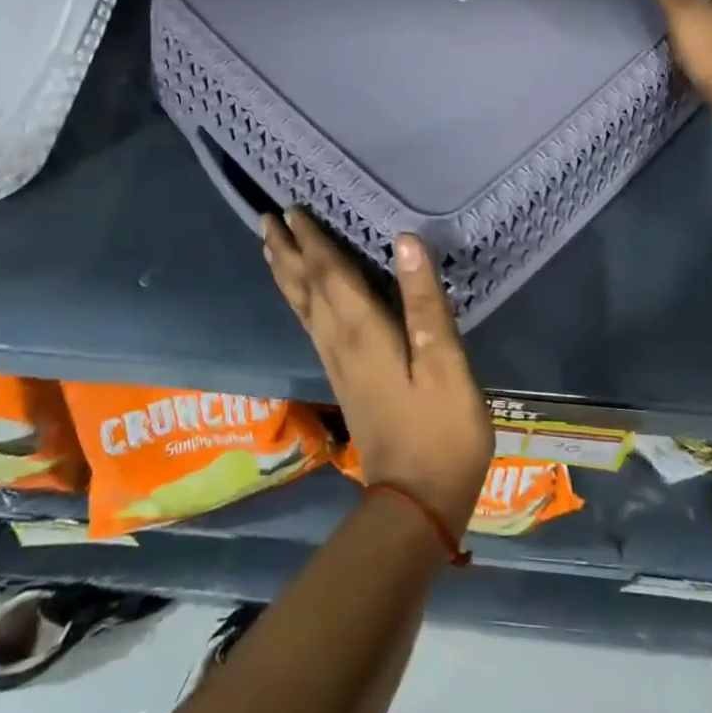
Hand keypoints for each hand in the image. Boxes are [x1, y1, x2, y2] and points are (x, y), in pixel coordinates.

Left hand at [262, 210, 493, 540]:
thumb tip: (404, 240)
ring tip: (271, 248)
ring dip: (286, 274)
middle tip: (266, 218)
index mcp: (362, 331)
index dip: (312, 240)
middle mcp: (340, 342)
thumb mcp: (445, 363)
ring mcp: (337, 364)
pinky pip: (310, 325)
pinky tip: (302, 299)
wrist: (415, 504)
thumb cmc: (440, 430)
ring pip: (302, 307)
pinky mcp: (343, 381)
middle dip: (286, 251)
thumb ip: (424, 301)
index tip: (292, 208)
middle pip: (305, 288)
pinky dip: (299, 301)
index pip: (328, 273)